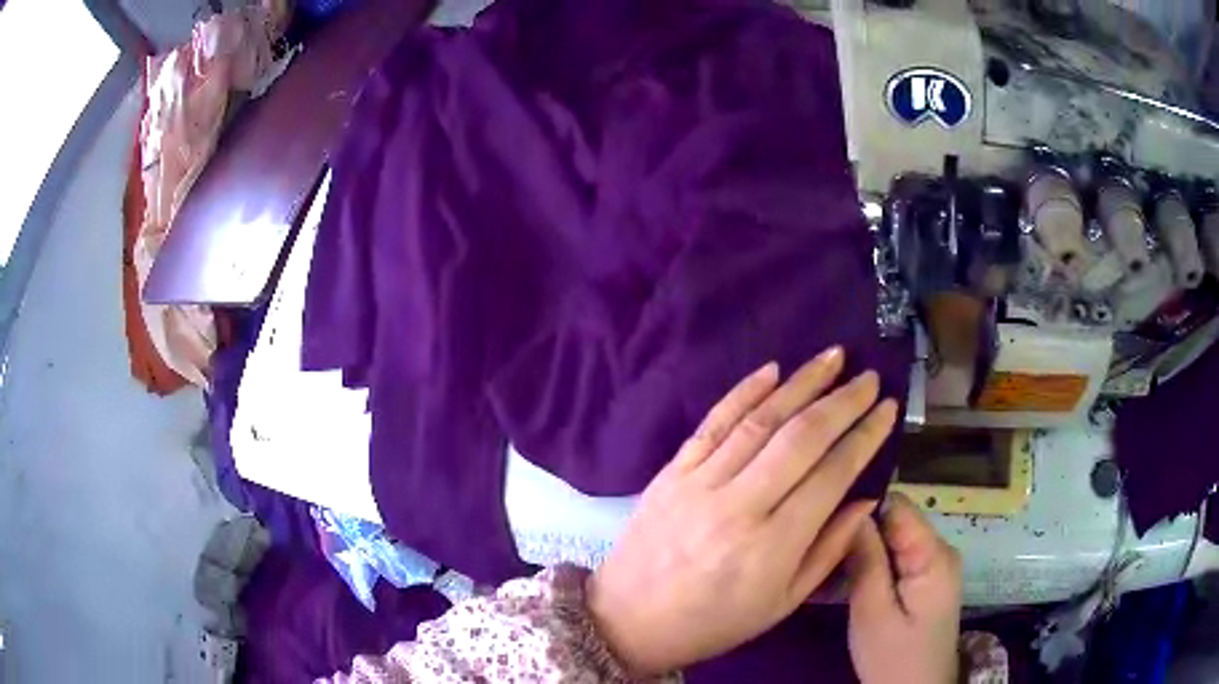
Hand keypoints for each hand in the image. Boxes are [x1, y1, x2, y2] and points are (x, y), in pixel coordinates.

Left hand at [585, 348, 898, 675]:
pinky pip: (713, 423)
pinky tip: (771, 370)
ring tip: (833, 358)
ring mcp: (699, 483)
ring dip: (801, 384)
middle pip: (801, 438)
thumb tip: (865, 498)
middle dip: (842, 401)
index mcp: (772, 545)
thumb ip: (829, 550)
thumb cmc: (713, 622)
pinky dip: (743, 392)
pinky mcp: (672, 472)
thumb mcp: (782, 603)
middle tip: (869, 378)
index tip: (888, 409)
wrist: (628, 620)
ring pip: (759, 421)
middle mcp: (738, 505)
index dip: (866, 436)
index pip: (832, 474)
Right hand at [846, 492, 962, 683]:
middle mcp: (940, 550)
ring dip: (864, 549)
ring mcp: (936, 564)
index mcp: (933, 555)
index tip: (827, 519)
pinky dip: (874, 563)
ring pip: (894, 538)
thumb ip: (866, 561)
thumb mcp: (872, 614)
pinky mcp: (928, 579)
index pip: (898, 506)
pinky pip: (898, 556)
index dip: (863, 507)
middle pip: (896, 520)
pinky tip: (850, 578)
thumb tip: (853, 512)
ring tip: (829, 564)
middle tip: (822, 549)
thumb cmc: (893, 659)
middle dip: (860, 531)